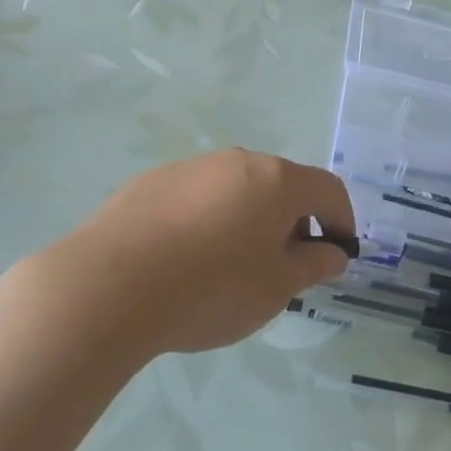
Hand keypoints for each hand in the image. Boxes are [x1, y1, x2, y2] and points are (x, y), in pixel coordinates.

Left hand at [46, 150, 355, 356]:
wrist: (108, 286)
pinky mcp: (152, 181)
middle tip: (284, 268)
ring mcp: (191, 167)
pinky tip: (186, 260)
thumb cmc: (210, 289)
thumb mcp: (276, 288)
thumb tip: (332, 252)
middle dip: (293, 222)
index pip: (328, 190)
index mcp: (276, 180)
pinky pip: (197, 197)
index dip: (342, 221)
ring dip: (249, 219)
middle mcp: (237, 161)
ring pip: (237, 189)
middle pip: (282, 185)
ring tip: (231, 268)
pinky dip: (208, 220)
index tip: (338, 255)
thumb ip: (312, 265)